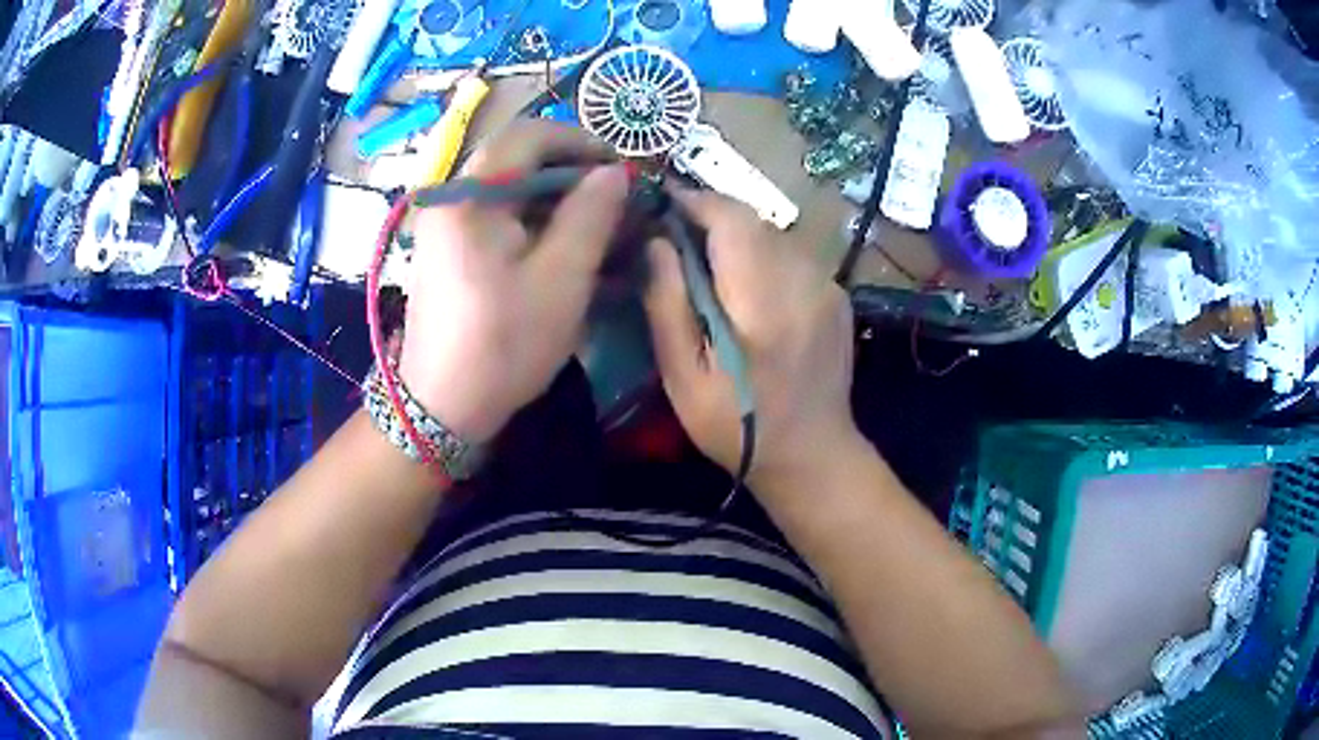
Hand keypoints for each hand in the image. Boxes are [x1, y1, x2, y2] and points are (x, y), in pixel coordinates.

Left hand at [399, 120, 628, 443]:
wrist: (442, 406)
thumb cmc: (504, 344)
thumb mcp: (561, 279)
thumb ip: (591, 215)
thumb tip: (614, 172)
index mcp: (469, 197)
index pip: (529, 135)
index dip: (581, 141)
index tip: (619, 168)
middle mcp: (449, 199)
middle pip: (515, 159)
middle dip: (570, 170)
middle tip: (612, 197)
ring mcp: (443, 224)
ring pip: (506, 188)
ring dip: (553, 196)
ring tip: (595, 223)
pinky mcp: (447, 249)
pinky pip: (494, 215)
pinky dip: (532, 220)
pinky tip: (560, 245)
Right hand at [644, 189, 858, 491]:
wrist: (813, 455)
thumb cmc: (738, 427)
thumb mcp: (684, 378)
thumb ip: (668, 305)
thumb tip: (656, 243)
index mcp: (763, 305)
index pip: (731, 220)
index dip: (695, 202)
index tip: (662, 204)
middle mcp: (804, 283)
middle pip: (753, 219)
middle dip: (712, 216)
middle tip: (677, 236)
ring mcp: (827, 287)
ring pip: (773, 232)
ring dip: (737, 235)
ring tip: (708, 263)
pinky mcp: (837, 295)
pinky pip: (792, 253)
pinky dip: (762, 255)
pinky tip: (747, 288)